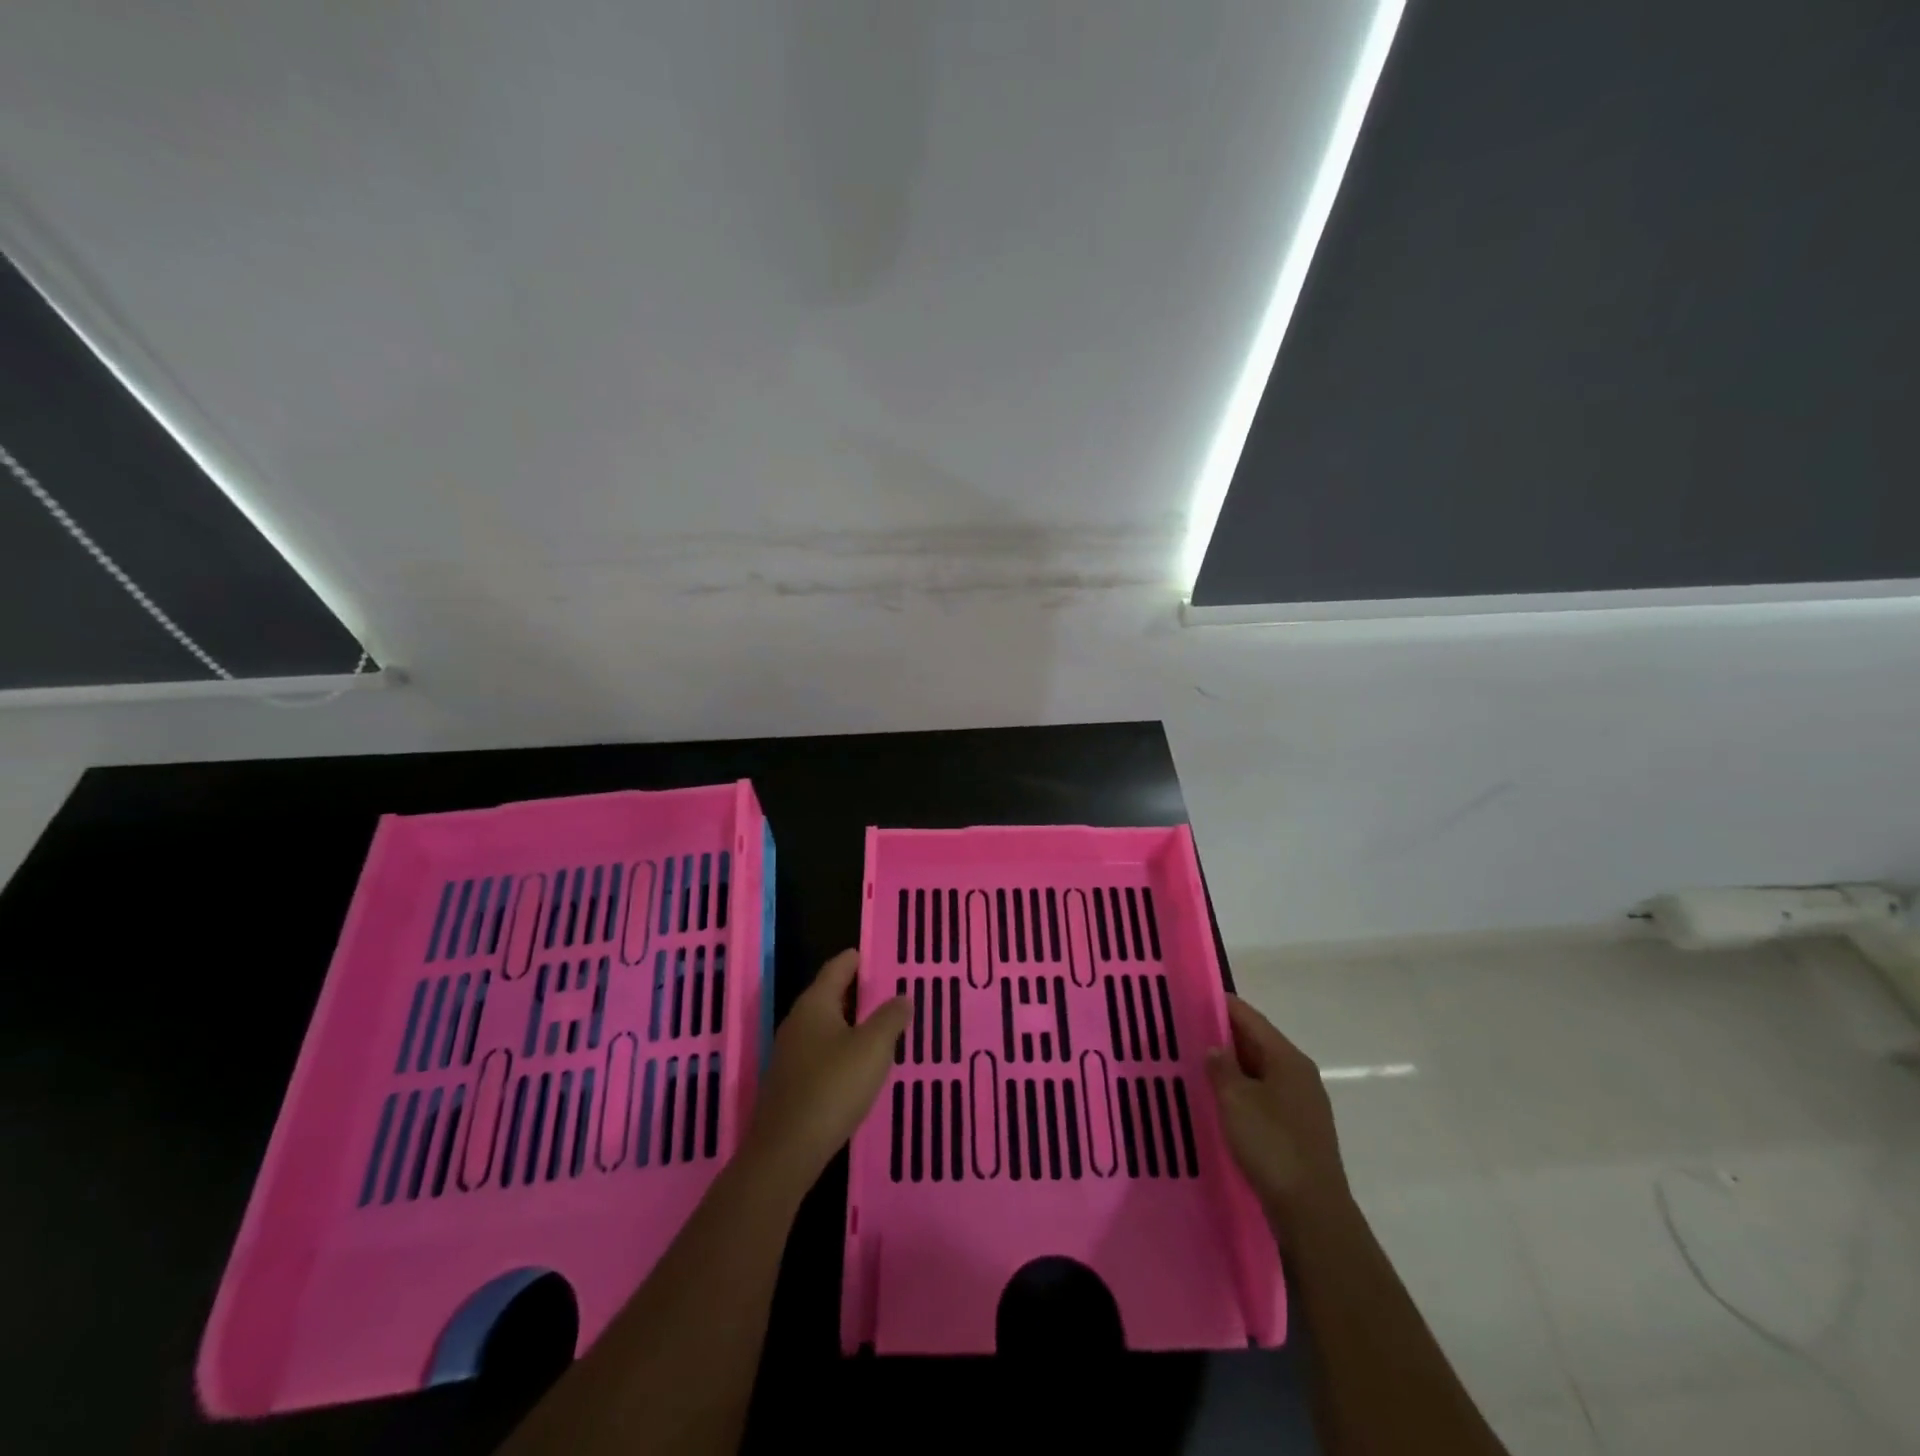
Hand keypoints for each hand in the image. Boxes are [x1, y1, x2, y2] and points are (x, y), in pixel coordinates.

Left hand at [745, 950, 908, 1186]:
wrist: (786, 1151)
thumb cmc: (833, 1088)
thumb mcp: (873, 1049)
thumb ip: (890, 1019)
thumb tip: (902, 998)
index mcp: (815, 1004)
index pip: (837, 968)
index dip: (856, 959)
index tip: (874, 954)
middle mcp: (797, 1022)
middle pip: (828, 996)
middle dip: (855, 992)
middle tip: (886, 990)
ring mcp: (789, 1054)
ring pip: (824, 1026)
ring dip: (849, 1023)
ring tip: (878, 1026)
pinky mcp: (789, 1083)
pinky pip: (819, 1052)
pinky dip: (840, 1048)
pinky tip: (857, 1065)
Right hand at [1206, 995, 1351, 1233]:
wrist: (1313, 1214)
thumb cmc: (1273, 1146)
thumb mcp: (1235, 1100)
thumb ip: (1221, 1067)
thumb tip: (1214, 1047)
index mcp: (1287, 1058)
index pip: (1249, 1017)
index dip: (1219, 1005)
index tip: (1189, 998)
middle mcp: (1299, 1074)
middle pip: (1255, 1043)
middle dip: (1221, 1037)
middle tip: (1183, 1033)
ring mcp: (1302, 1104)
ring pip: (1259, 1072)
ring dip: (1230, 1068)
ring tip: (1194, 1066)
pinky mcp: (1298, 1131)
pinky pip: (1263, 1097)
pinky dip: (1240, 1092)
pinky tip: (1218, 1103)